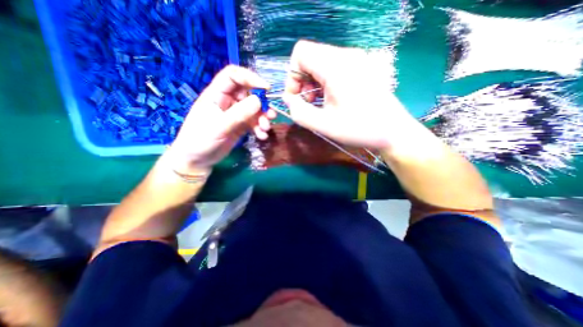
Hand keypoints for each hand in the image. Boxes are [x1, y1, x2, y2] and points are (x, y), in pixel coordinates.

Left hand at [167, 63, 273, 173]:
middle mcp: (228, 101)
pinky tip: (261, 136)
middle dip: (262, 104)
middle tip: (270, 115)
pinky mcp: (240, 125)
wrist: (198, 160)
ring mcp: (235, 114)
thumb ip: (239, 113)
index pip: (233, 76)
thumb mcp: (219, 126)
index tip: (266, 89)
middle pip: (249, 93)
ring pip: (254, 109)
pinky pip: (254, 122)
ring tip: (266, 129)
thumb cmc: (200, 140)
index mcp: (217, 94)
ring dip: (263, 118)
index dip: (250, 78)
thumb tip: (259, 100)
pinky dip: (260, 128)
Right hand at [283, 40, 419, 149]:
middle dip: (302, 81)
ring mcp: (355, 60)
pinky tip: (331, 99)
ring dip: (313, 83)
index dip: (292, 75)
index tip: (297, 97)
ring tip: (320, 104)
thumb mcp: (323, 125)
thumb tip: (289, 100)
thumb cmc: (359, 129)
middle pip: (310, 57)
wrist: (392, 131)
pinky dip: (325, 83)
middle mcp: (346, 56)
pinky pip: (333, 68)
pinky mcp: (360, 67)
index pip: (300, 53)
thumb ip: (299, 112)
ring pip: (320, 63)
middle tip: (309, 104)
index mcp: (336, 66)